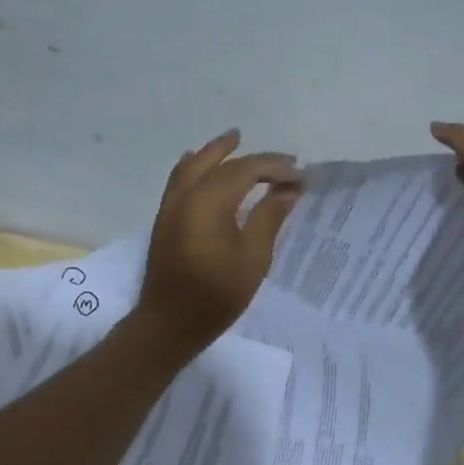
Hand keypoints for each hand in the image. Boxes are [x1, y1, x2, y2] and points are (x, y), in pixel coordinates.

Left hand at [136, 129, 303, 352]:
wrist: (169, 323)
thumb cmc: (216, 294)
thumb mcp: (253, 258)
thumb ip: (269, 217)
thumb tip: (287, 190)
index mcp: (209, 201)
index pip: (246, 170)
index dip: (275, 168)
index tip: (300, 175)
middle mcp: (186, 195)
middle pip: (216, 161)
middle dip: (246, 155)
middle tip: (274, 156)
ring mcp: (170, 207)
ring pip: (191, 166)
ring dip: (213, 153)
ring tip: (232, 142)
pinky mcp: (164, 221)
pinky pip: (178, 180)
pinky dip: (193, 167)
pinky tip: (199, 168)